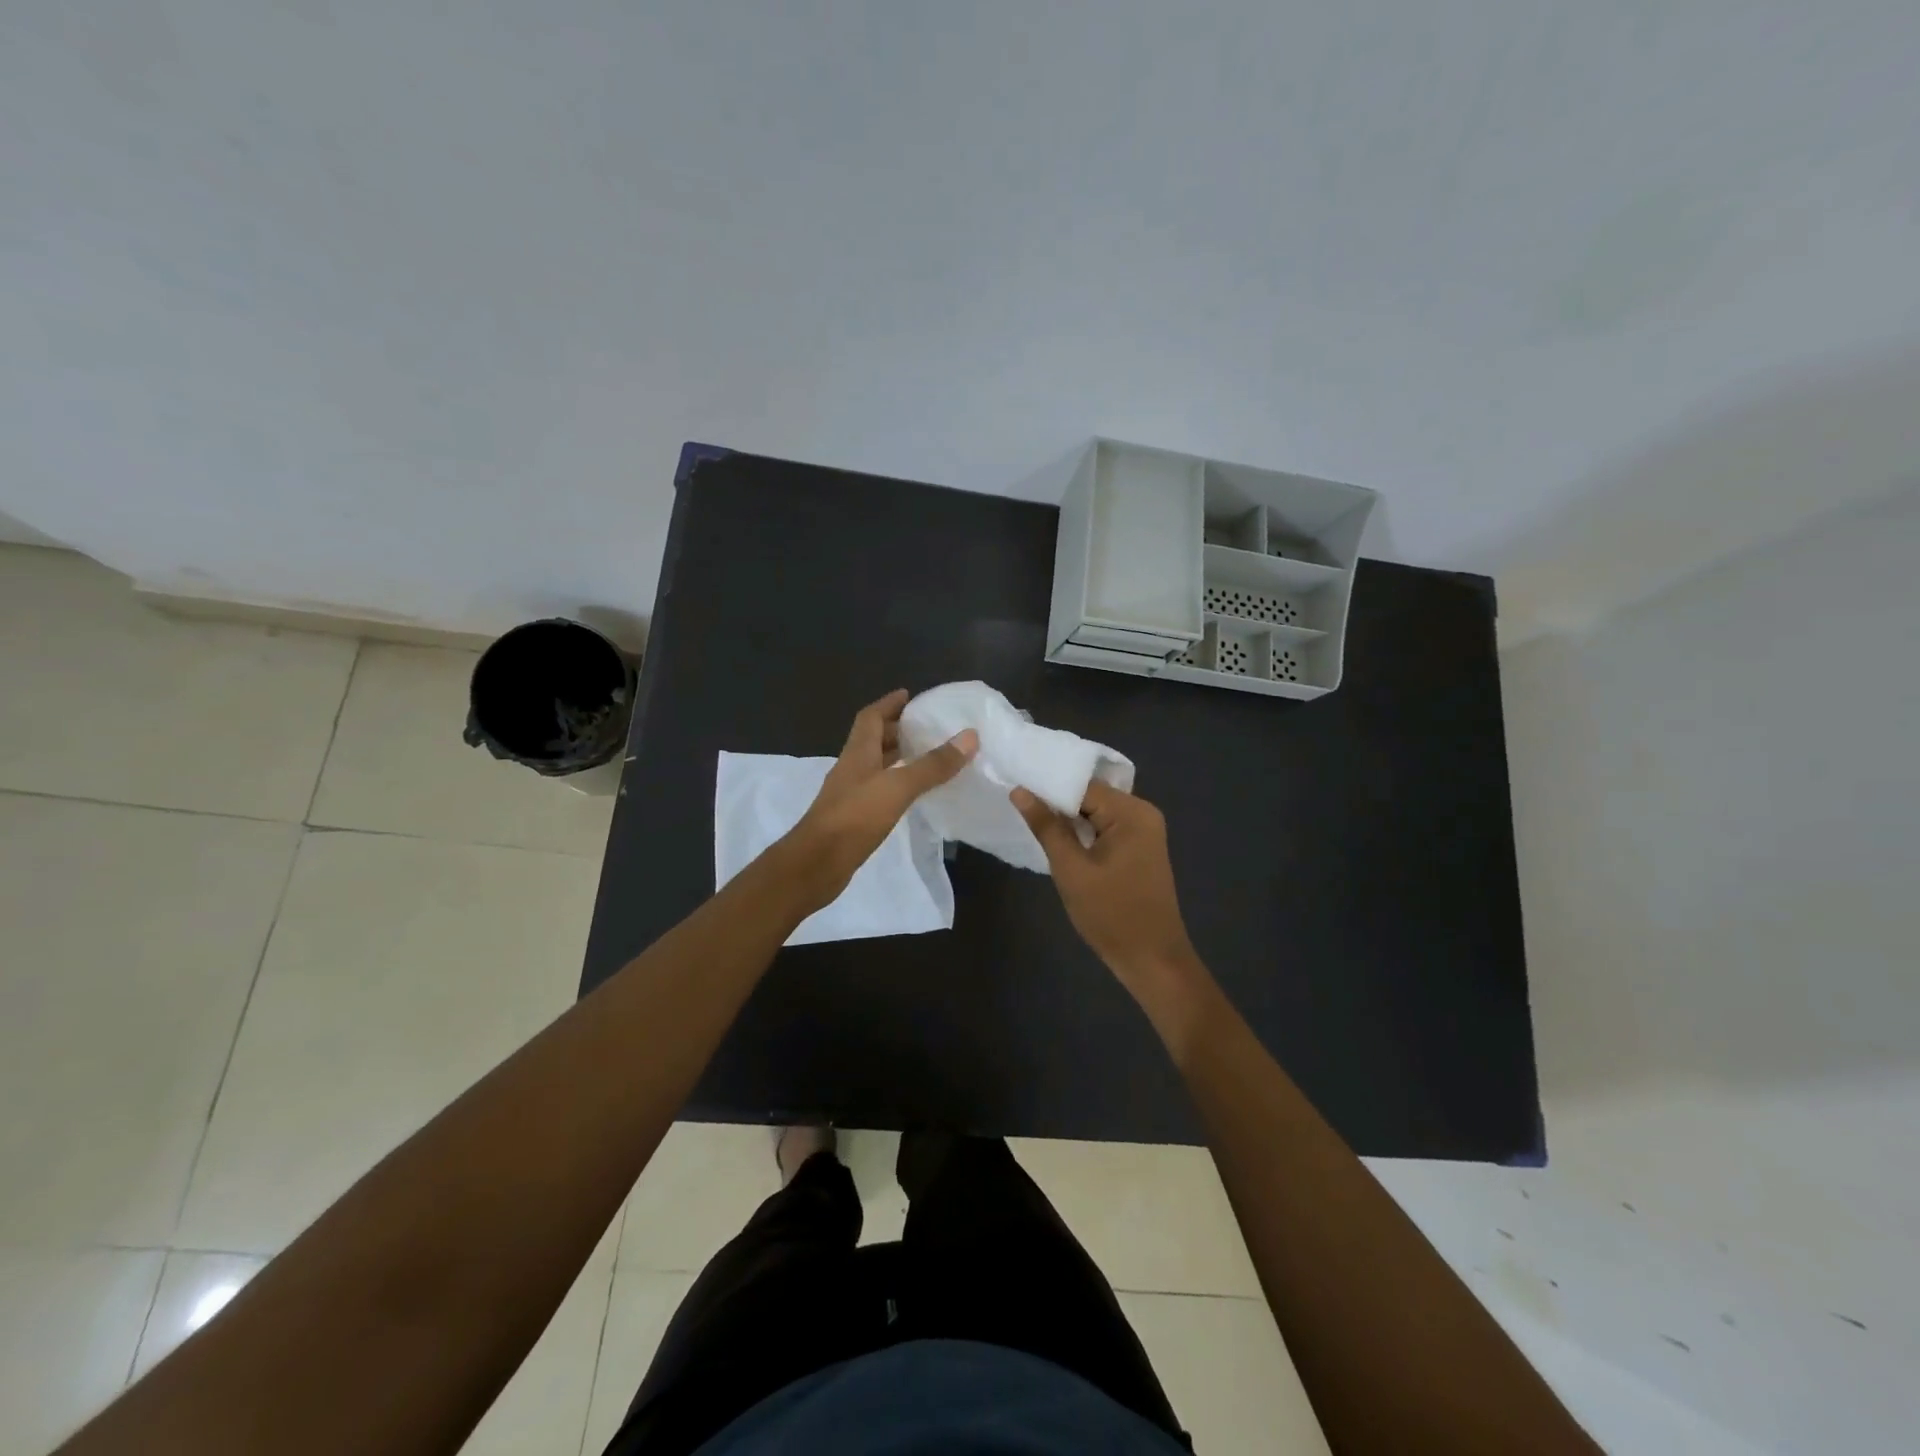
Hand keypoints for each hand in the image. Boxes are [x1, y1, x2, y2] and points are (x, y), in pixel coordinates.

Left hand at [781, 689, 976, 911]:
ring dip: (898, 758)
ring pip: (877, 766)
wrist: (816, 864)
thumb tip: (969, 736)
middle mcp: (852, 767)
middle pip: (874, 740)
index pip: (871, 717)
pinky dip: (897, 785)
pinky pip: (879, 790)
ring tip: (928, 757)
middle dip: (898, 730)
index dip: (889, 703)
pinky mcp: (854, 817)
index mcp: (858, 752)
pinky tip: (913, 794)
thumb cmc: (854, 817)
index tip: (910, 695)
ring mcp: (851, 794)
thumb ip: (932, 764)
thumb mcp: (897, 787)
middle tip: (928, 728)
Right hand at [1011, 780, 1200, 997]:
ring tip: (1029, 818)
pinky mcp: (1139, 848)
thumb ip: (1046, 827)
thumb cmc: (1111, 914)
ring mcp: (1143, 831)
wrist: (1152, 960)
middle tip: (1016, 804)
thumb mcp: (1071, 869)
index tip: (1013, 786)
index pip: (1081, 785)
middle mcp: (1142, 812)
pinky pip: (1104, 828)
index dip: (1047, 787)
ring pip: (1095, 812)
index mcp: (1131, 812)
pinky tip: (1057, 838)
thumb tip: (1019, 790)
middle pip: (1090, 795)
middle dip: (1056, 802)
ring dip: (1067, 819)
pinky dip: (1082, 832)